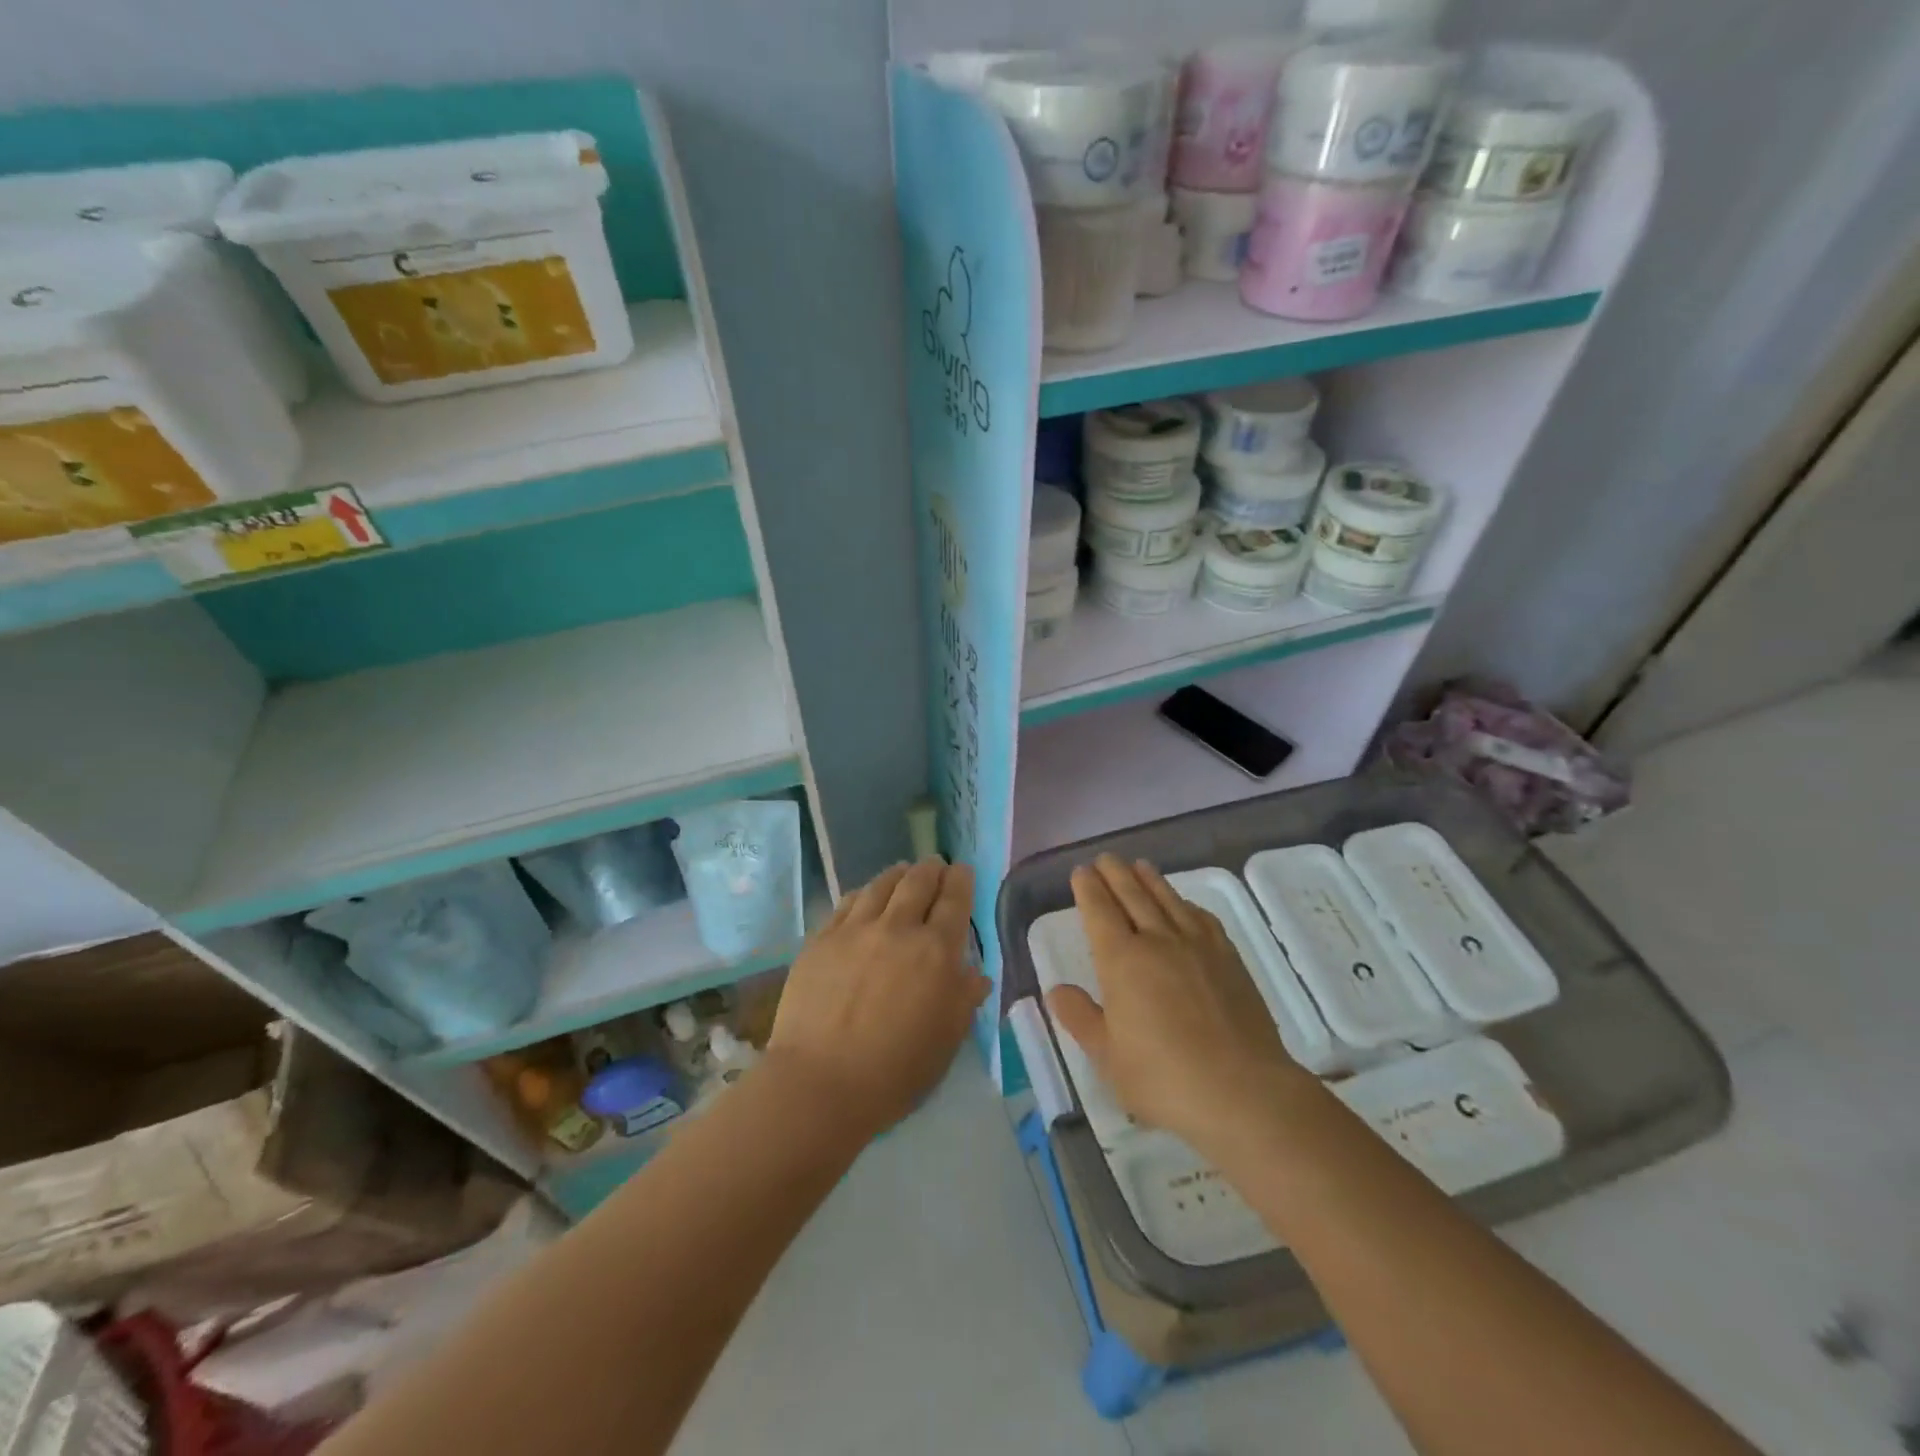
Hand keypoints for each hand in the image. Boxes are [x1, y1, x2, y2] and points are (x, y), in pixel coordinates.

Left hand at [767, 858, 988, 1138]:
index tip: (962, 869)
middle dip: (931, 869)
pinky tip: (864, 895)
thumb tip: (974, 974)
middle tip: (935, 866)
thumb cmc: (895, 1072)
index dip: (961, 880)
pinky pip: (846, 903)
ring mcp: (855, 930)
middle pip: (917, 882)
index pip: (955, 900)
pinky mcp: (821, 939)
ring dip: (897, 874)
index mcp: (936, 952)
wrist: (820, 1083)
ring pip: (880, 885)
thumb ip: (963, 1000)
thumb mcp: (946, 1041)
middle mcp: (898, 929)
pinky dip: (863, 893)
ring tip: (902, 871)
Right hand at [1047, 856, 1307, 1153]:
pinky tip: (1184, 905)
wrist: (1242, 1090)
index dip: (1088, 889)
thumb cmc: (1164, 1078)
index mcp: (1121, 961)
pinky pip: (1201, 918)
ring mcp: (1197, 946)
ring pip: (1167, 900)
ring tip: (1139, 865)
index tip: (1081, 872)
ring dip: (1149, 879)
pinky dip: (1186, 904)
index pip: (1099, 912)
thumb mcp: (1108, 1057)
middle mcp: (1158, 941)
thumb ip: (1080, 1018)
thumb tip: (1057, 990)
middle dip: (1115, 874)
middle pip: (1132, 896)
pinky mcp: (1229, 958)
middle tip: (1105, 858)